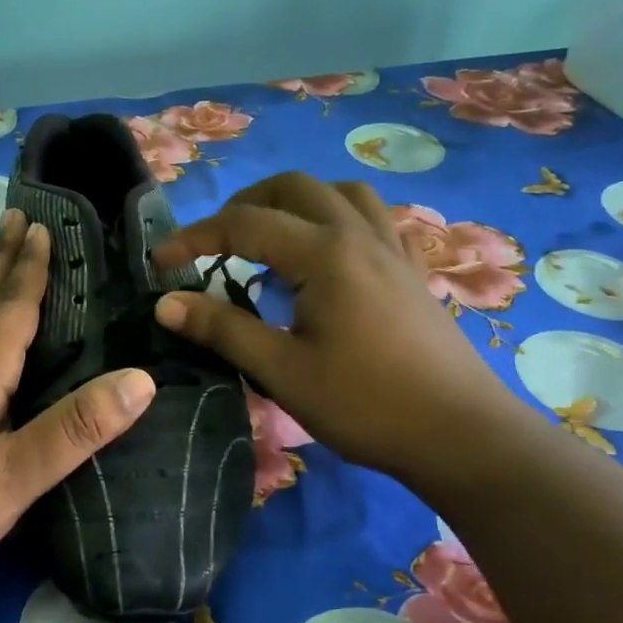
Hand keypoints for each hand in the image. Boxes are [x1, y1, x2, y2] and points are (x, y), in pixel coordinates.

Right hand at [150, 173, 523, 484]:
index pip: (244, 225)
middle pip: (294, 188)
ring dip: (296, 202)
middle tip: (217, 243)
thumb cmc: (366, 405)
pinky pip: (373, 219)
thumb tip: (166, 302)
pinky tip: (330, 254)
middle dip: (245, 205)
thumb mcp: (282, 371)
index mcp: (324, 254)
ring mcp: (392, 249)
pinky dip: (339, 218)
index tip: (161, 263)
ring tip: (272, 238)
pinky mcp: (412, 270)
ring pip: (340, 193)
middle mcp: (358, 235)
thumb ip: (223, 329)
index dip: (195, 238)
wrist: (461, 435)